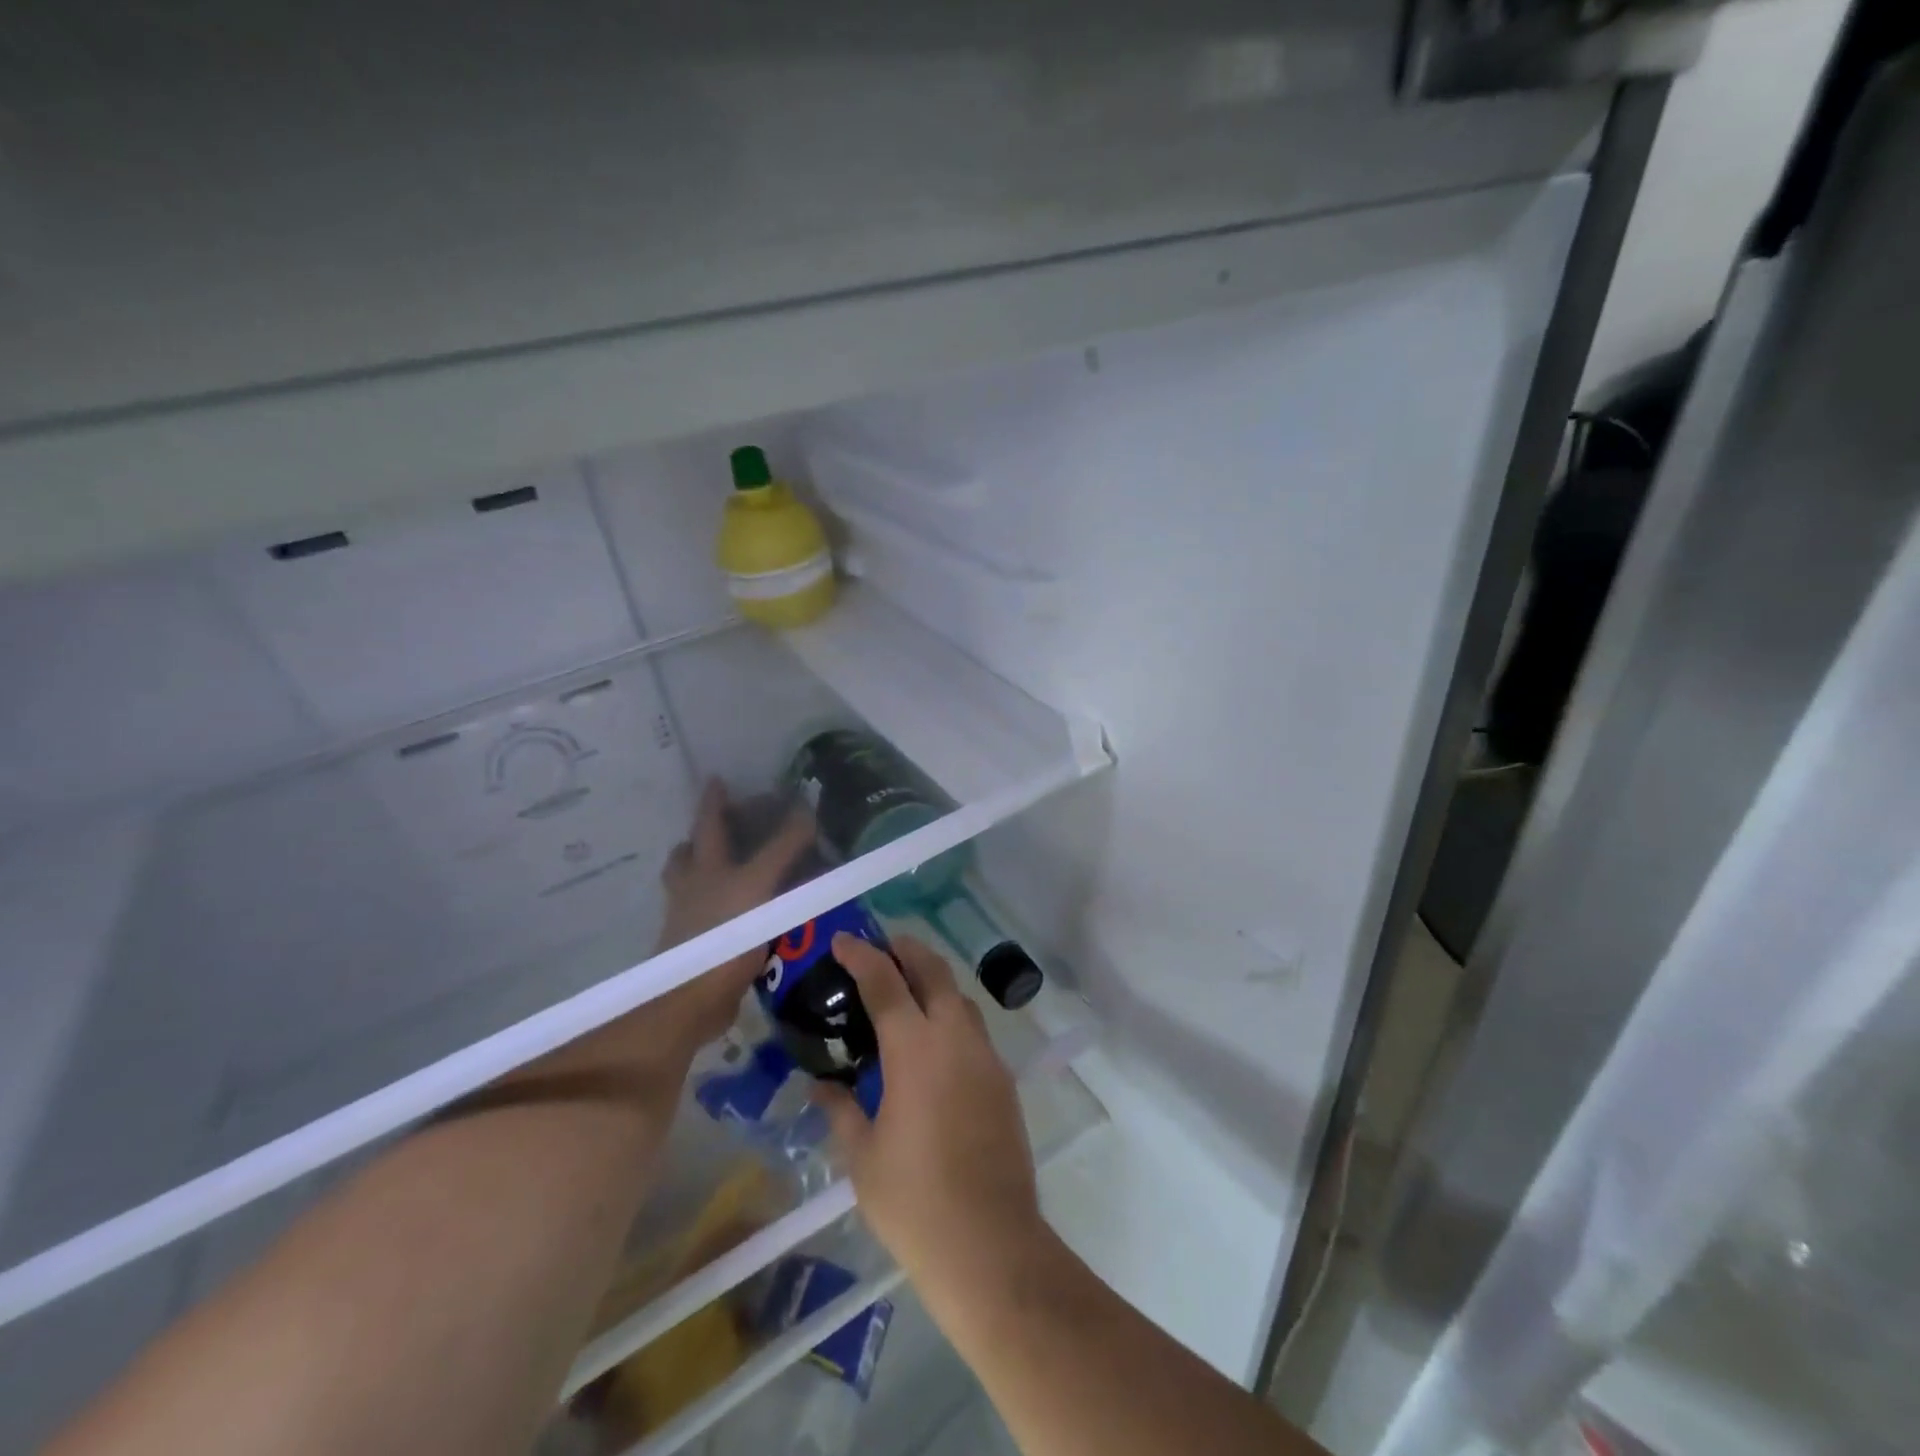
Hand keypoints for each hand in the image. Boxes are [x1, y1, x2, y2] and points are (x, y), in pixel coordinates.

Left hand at [648, 778, 816, 1054]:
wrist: (691, 1000)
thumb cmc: (723, 934)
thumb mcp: (759, 884)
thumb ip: (783, 848)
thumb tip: (808, 811)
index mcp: (704, 866)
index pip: (709, 821)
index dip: (714, 799)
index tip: (719, 778)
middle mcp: (694, 886)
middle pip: (691, 852)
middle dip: (707, 834)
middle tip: (730, 823)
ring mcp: (693, 917)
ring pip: (696, 883)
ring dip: (712, 869)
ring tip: (736, 864)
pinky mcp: (703, 946)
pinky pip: (712, 914)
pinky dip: (727, 905)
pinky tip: (748, 911)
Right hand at [813, 934, 1044, 1313]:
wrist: (989, 1243)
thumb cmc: (913, 1200)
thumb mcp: (862, 1156)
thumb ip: (841, 1110)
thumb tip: (821, 1085)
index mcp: (915, 1049)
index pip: (885, 982)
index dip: (862, 955)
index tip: (843, 940)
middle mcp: (955, 1038)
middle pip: (934, 971)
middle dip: (907, 950)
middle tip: (881, 948)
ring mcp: (986, 1057)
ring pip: (960, 997)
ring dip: (933, 981)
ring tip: (906, 991)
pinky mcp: (1004, 1080)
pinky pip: (973, 1030)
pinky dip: (951, 1016)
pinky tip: (933, 1045)